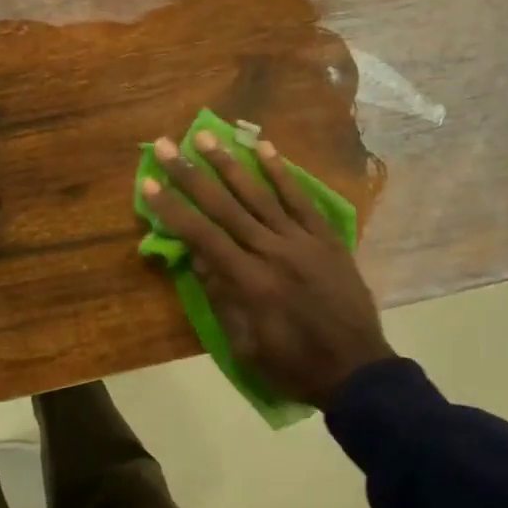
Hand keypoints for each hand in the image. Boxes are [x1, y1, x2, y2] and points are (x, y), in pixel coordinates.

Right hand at [141, 129, 393, 408]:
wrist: (358, 371)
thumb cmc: (294, 366)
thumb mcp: (246, 346)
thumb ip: (222, 298)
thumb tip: (196, 255)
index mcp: (250, 283)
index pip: (202, 236)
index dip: (173, 209)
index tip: (149, 183)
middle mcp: (273, 252)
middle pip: (225, 206)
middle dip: (192, 174)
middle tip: (166, 145)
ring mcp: (303, 241)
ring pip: (260, 195)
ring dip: (230, 163)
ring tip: (206, 136)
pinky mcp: (326, 238)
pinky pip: (301, 200)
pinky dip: (282, 173)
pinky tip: (265, 148)